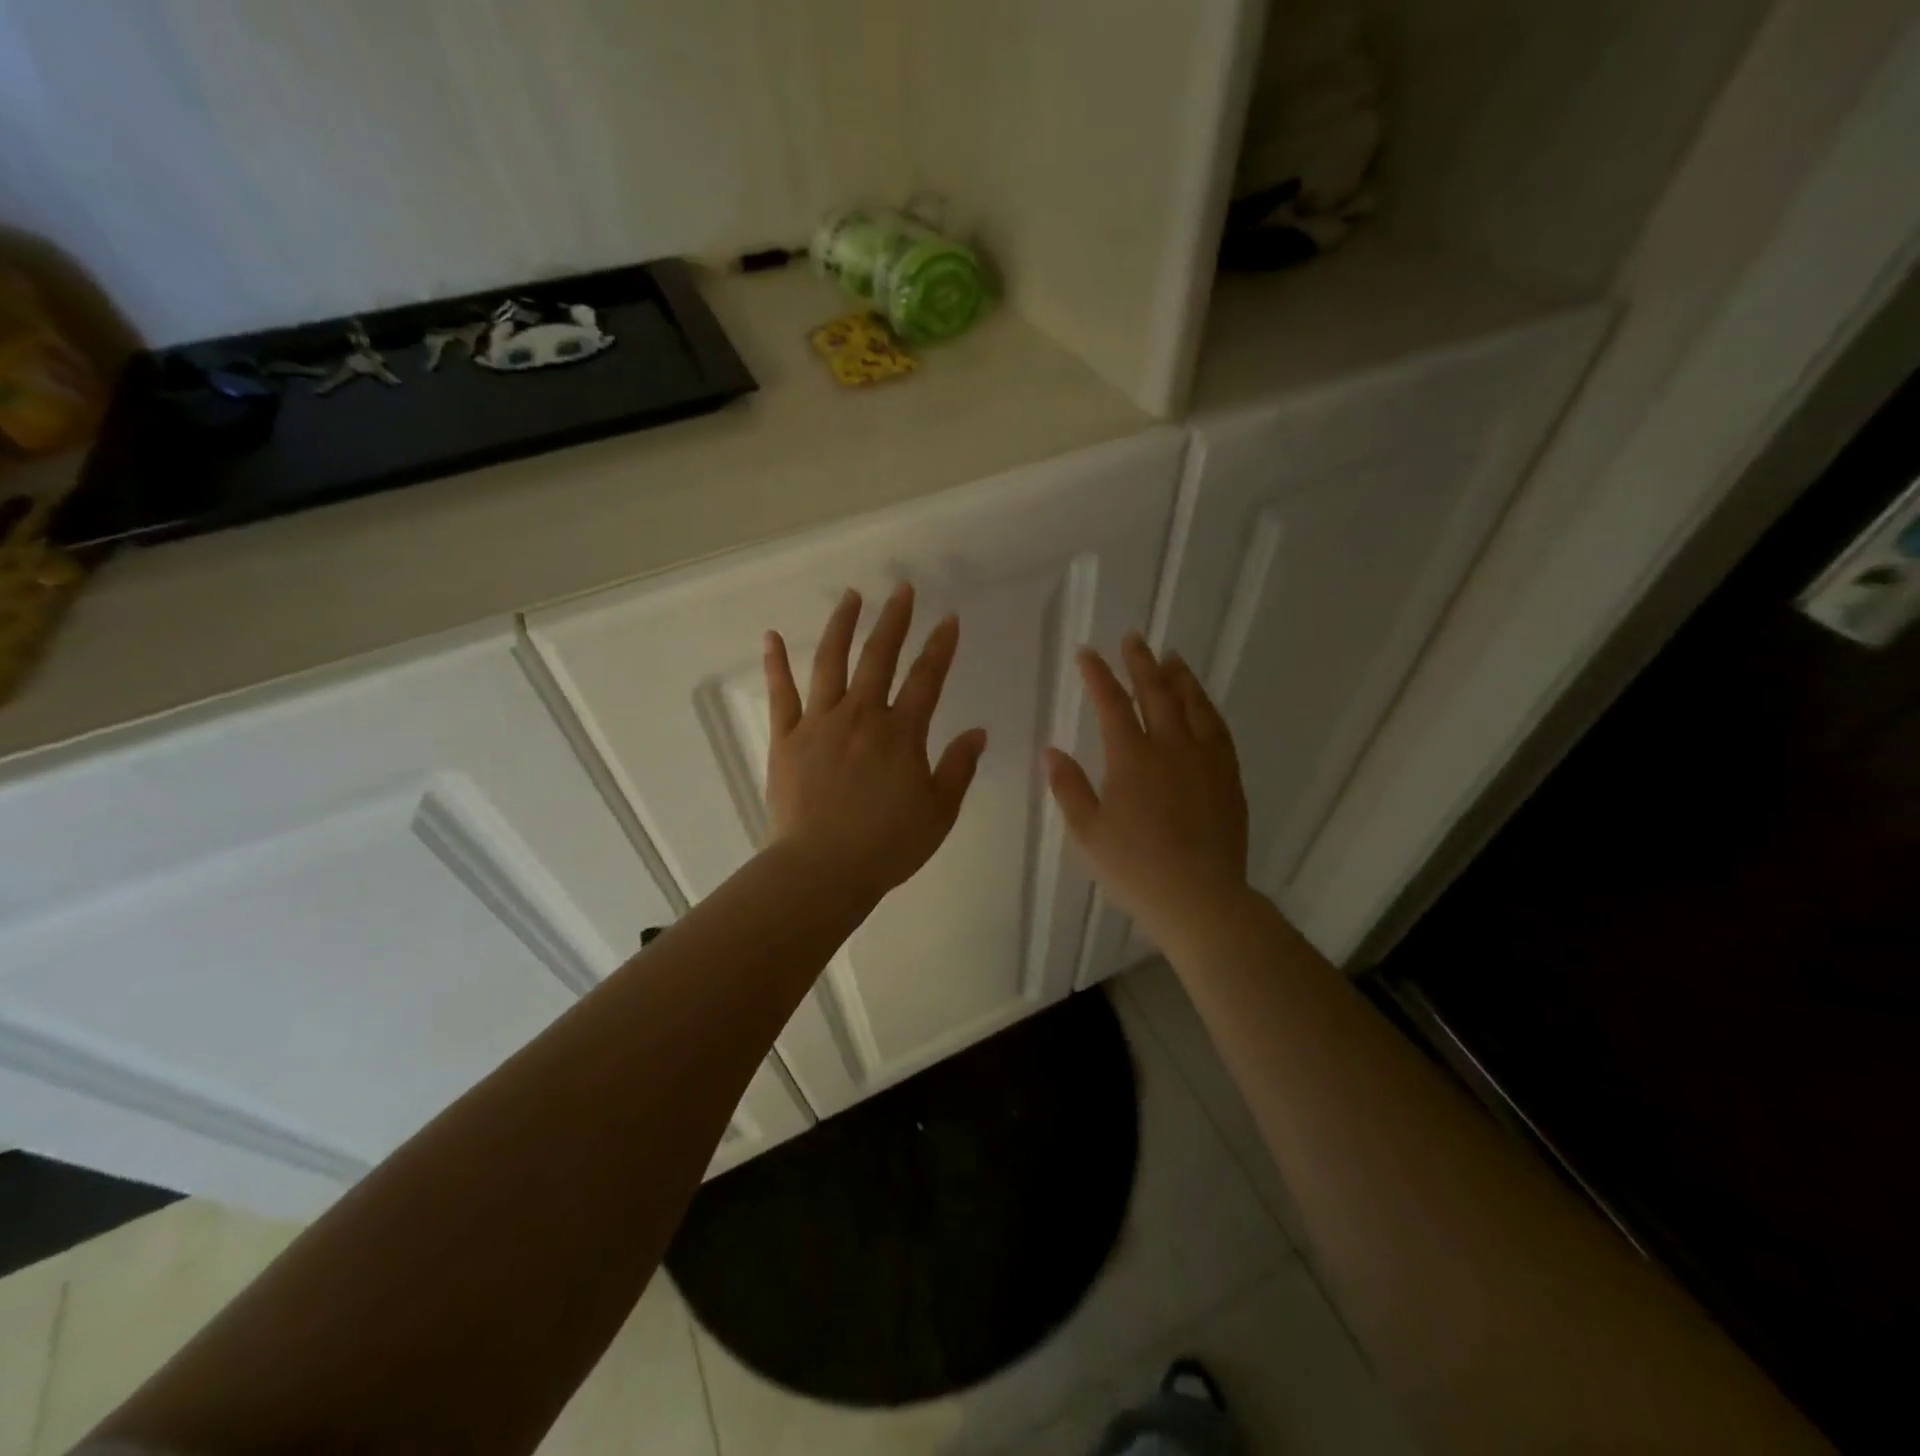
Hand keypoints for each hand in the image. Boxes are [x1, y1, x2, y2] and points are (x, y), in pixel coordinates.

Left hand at [764, 583, 987, 901]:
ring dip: (842, 626)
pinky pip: (781, 694)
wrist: (822, 870)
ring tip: (851, 596)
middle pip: (879, 658)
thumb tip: (977, 732)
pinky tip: (773, 636)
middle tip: (902, 589)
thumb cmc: (887, 845)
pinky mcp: (786, 739)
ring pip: (831, 663)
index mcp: (901, 734)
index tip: (949, 619)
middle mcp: (861, 716)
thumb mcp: (938, 812)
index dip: (940, 647)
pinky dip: (776, 664)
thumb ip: (958, 768)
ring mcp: (819, 723)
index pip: (927, 679)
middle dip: (894, 620)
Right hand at [1046, 633, 1249, 943]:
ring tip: (1171, 657)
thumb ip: (1068, 787)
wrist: (1199, 898)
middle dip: (1141, 662)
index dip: (1098, 675)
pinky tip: (1203, 704)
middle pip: (1157, 692)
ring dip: (1180, 677)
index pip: (1112, 704)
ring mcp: (1205, 760)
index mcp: (1132, 758)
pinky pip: (1219, 729)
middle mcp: (1171, 748)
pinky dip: (1207, 708)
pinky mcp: (1228, 777)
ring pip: (1194, 705)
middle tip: (1133, 638)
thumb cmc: (1134, 868)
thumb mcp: (1087, 832)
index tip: (1087, 653)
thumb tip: (1051, 751)